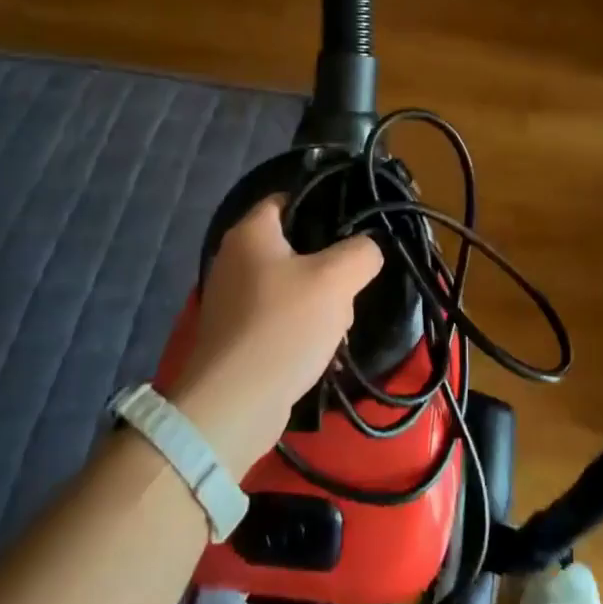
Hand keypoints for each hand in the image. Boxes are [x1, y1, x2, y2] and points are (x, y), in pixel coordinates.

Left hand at [173, 196, 382, 472]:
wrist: (233, 405)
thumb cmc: (283, 326)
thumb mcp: (336, 279)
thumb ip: (362, 252)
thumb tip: (369, 248)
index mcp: (251, 232)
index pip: (289, 198)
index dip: (323, 205)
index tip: (356, 225)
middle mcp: (235, 258)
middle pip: (297, 246)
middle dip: (330, 268)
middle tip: (349, 286)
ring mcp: (233, 299)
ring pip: (294, 286)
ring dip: (322, 304)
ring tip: (337, 327)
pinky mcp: (238, 335)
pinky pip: (281, 318)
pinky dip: (303, 330)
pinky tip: (322, 352)